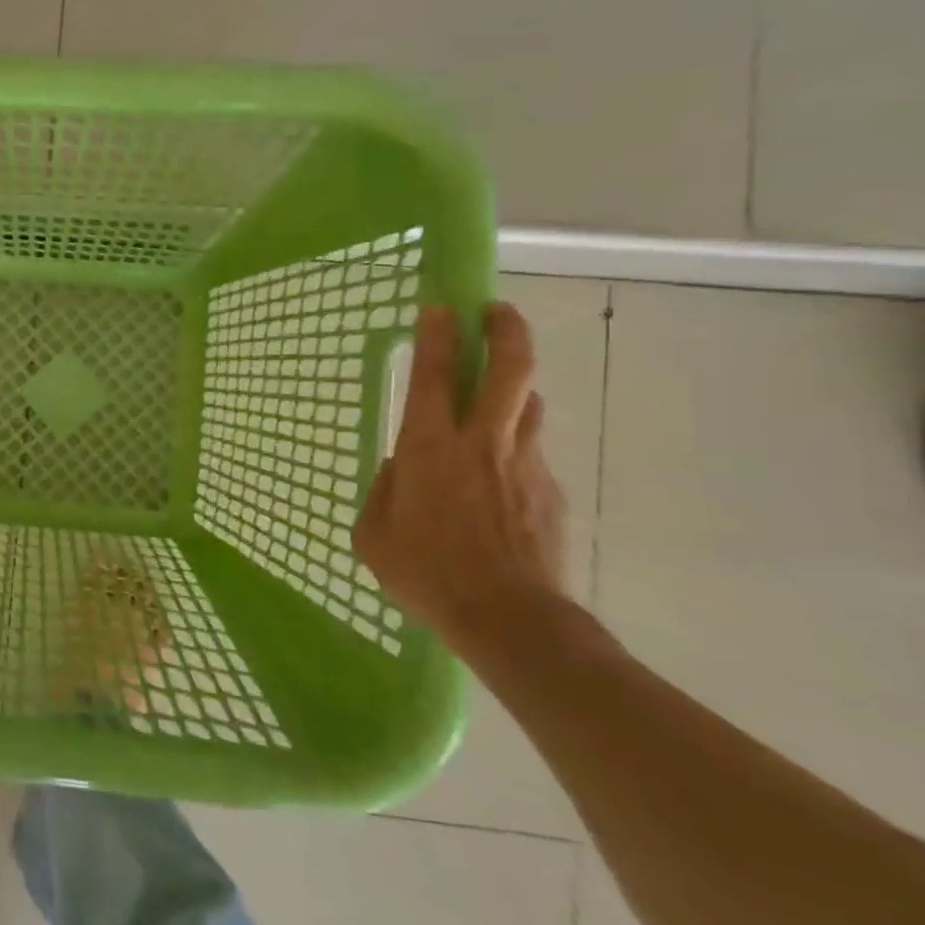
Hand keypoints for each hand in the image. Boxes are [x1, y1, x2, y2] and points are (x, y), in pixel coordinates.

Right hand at [352, 302, 569, 654]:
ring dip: (515, 387)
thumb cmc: (426, 573)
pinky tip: (499, 481)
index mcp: (429, 447)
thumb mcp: (375, 533)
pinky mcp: (550, 490)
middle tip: (494, 311)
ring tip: (499, 392)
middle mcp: (482, 442)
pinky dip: (515, 447)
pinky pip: (531, 452)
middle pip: (509, 369)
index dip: (438, 335)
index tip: (439, 307)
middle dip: (504, 330)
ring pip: (529, 404)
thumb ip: (384, 490)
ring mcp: (524, 463)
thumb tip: (399, 470)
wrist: (510, 618)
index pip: (435, 374)